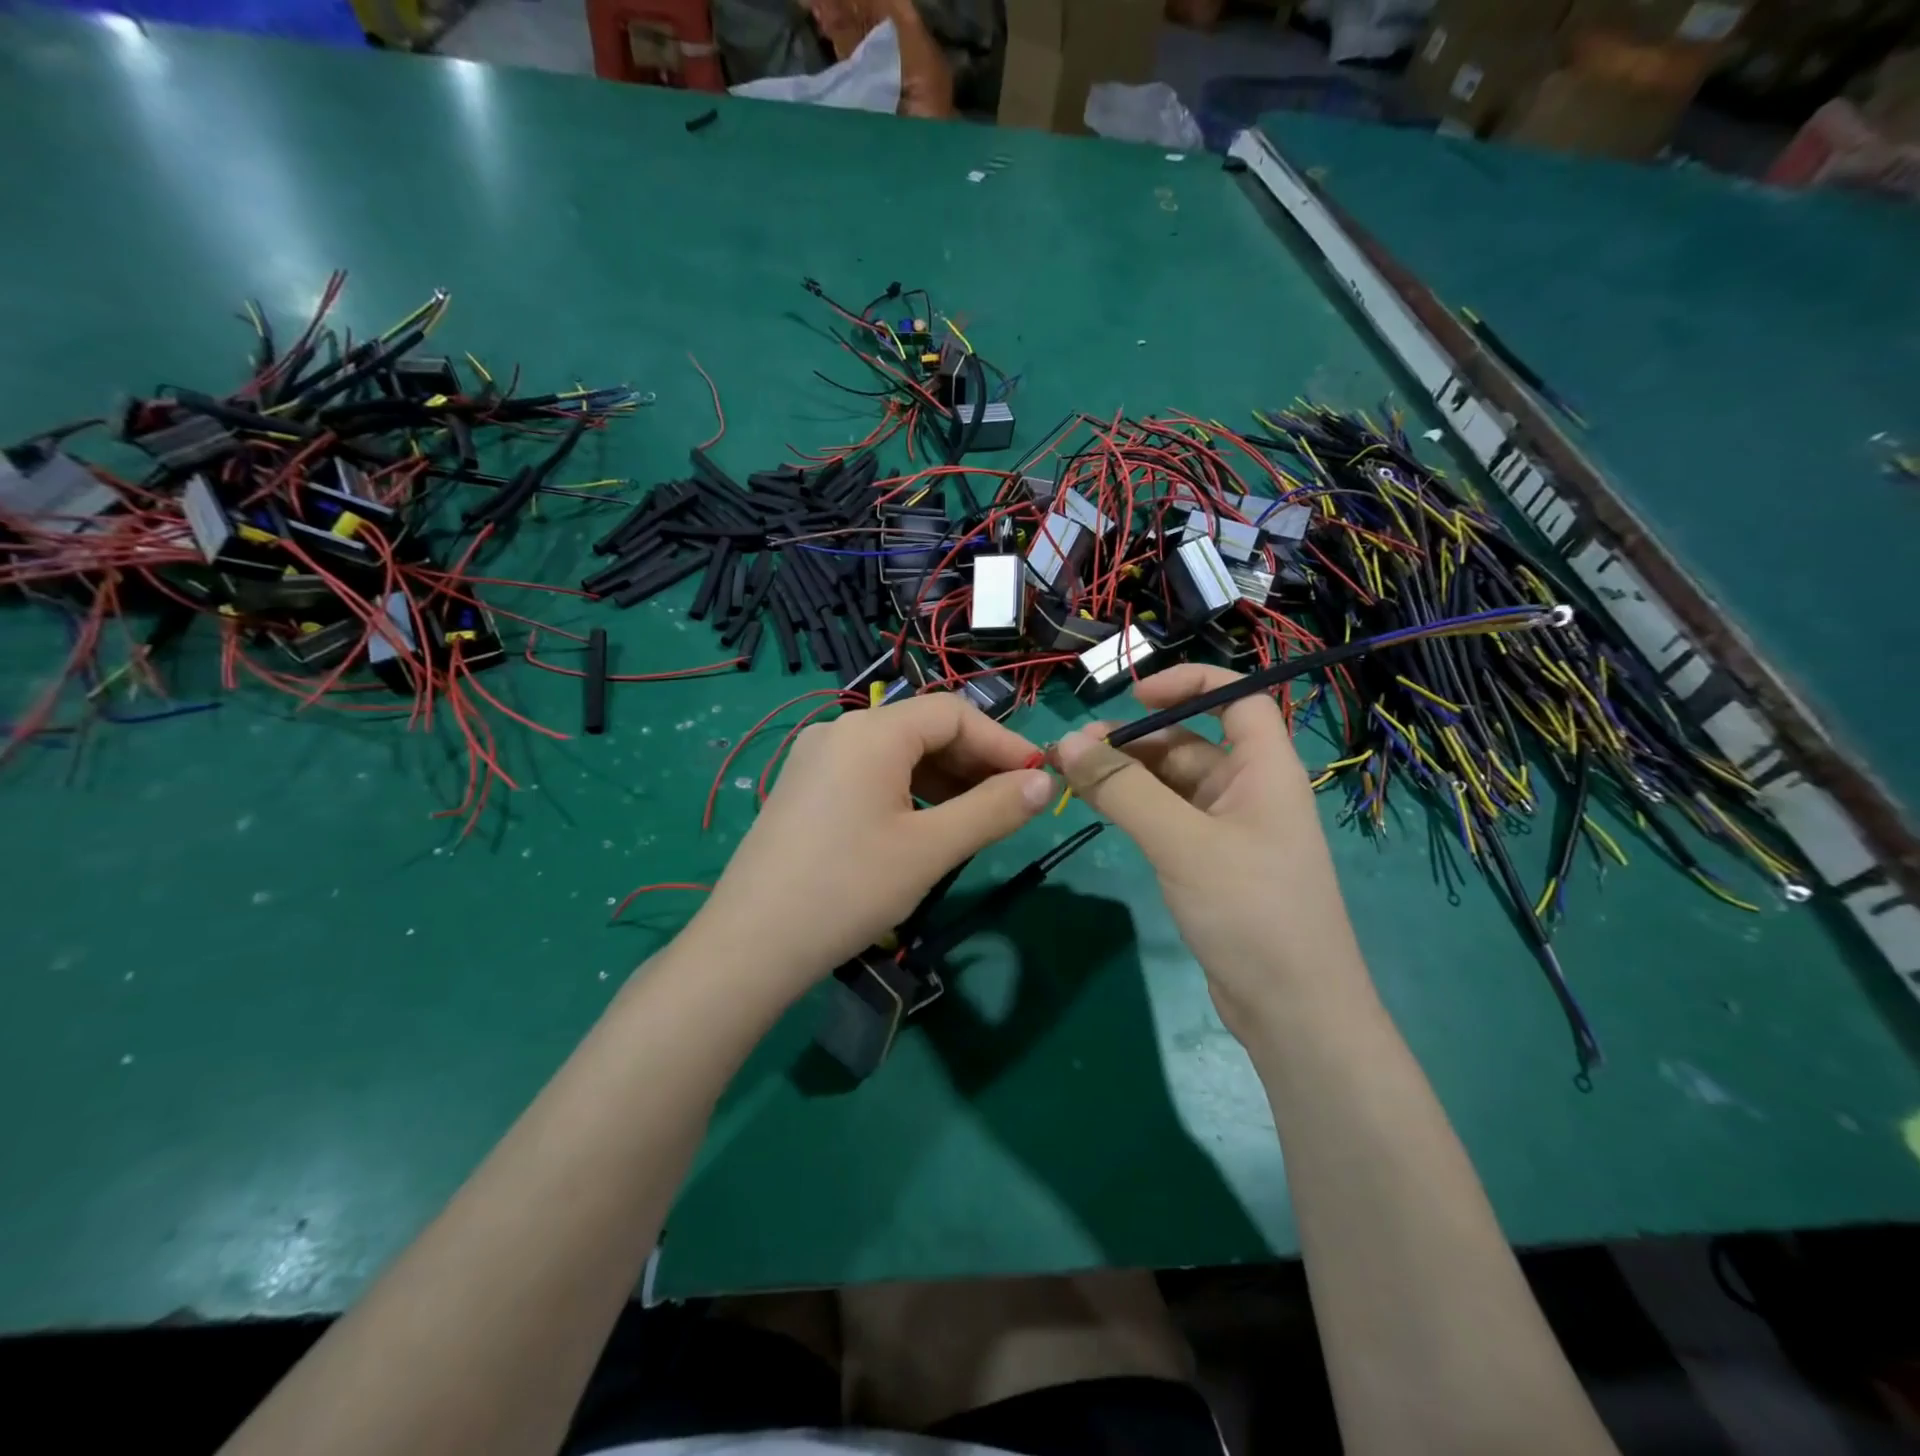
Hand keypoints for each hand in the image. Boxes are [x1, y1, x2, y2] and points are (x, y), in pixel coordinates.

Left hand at [692, 693, 1054, 998]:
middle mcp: (840, 731)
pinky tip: (924, 826)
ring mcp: (816, 759)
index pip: (953, 714)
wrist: (750, 945)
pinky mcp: (804, 788)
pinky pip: (870, 774)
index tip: (1036, 779)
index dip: (1002, 742)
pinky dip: (908, 791)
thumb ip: (993, 810)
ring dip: (943, 779)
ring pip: (897, 753)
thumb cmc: (848, 890)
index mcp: (871, 733)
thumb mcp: (930, 850)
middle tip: (1010, 803)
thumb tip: (1043, 783)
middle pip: (923, 729)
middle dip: (973, 762)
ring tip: (974, 820)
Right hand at [1053, 664, 1373, 1041]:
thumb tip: (1067, 742)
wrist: (1292, 1011)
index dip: (1189, 684)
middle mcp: (1249, 790)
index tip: (1133, 696)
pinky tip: (1098, 808)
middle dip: (1134, 740)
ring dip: (1126, 774)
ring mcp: (1229, 830)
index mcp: (1264, 769)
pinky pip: (1167, 818)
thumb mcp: (1182, 842)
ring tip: (1072, 778)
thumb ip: (1124, 790)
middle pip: (1190, 742)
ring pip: (1171, 782)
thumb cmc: (1251, 911)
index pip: (1238, 697)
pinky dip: (1133, 807)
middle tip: (1073, 752)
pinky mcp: (1210, 863)